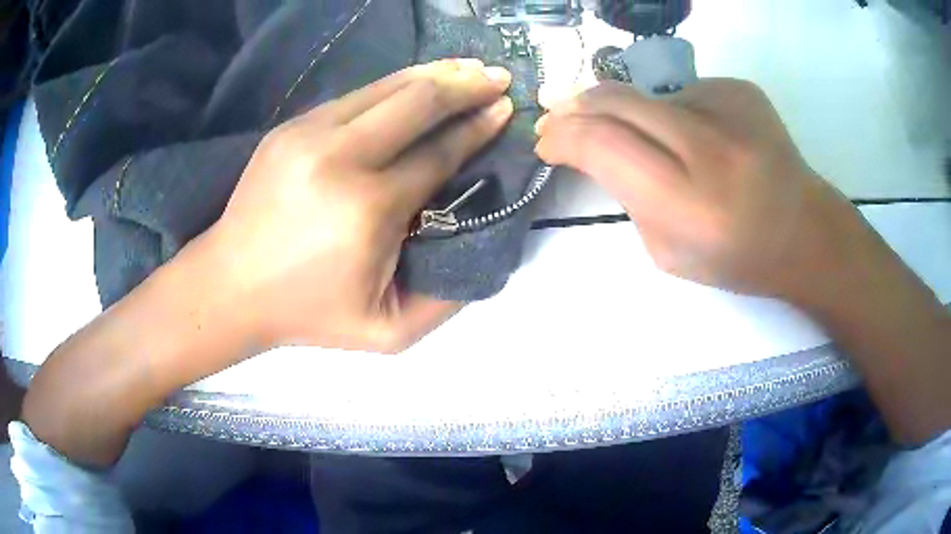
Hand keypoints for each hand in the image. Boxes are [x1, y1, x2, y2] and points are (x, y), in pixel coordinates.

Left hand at [22, 59, 514, 464]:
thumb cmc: (308, 314)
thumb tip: (484, 243)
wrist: (229, 286)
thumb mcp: (386, 332)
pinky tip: (417, 82)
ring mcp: (309, 134)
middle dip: (466, 85)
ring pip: (387, 87)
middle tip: (499, 77)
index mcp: (369, 209)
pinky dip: (396, 85)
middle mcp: (340, 158)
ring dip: (435, 74)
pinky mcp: (291, 127)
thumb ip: (445, 298)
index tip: (506, 111)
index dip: (478, 128)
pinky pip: (357, 95)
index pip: (439, 152)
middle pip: (417, 102)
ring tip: (469, 69)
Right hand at [536, 80, 950, 443]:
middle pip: (616, 101)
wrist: (805, 232)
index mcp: (690, 205)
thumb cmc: (737, 258)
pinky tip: (703, 141)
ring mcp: (731, 108)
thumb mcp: (668, 251)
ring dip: (632, 115)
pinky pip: (684, 94)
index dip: (562, 136)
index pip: (602, 144)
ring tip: (659, 147)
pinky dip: (676, 114)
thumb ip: (627, 196)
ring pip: (648, 95)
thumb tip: (594, 146)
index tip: (546, 141)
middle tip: (558, 114)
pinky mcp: (741, 88)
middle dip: (576, 106)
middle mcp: (711, 147)